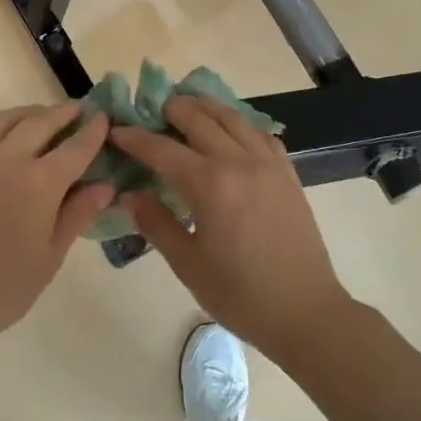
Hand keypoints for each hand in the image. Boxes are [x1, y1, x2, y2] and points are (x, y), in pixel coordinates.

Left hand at [0, 104, 112, 355]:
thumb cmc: (1, 290)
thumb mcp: (49, 257)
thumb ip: (78, 214)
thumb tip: (106, 185)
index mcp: (39, 184)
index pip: (75, 148)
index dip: (92, 131)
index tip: (103, 118)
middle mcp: (5, 159)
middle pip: (40, 123)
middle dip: (63, 114)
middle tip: (76, 110)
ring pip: (2, 120)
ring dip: (27, 114)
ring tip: (39, 117)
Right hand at [109, 97, 352, 356]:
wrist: (305, 312)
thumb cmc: (240, 295)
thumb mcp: (188, 264)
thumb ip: (156, 223)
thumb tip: (128, 195)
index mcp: (210, 185)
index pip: (162, 149)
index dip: (135, 138)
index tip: (115, 130)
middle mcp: (239, 162)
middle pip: (199, 119)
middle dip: (170, 110)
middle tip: (149, 112)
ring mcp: (268, 164)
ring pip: (232, 117)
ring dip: (204, 107)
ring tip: (185, 107)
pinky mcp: (287, 173)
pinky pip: (260, 133)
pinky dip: (238, 124)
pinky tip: (229, 132)